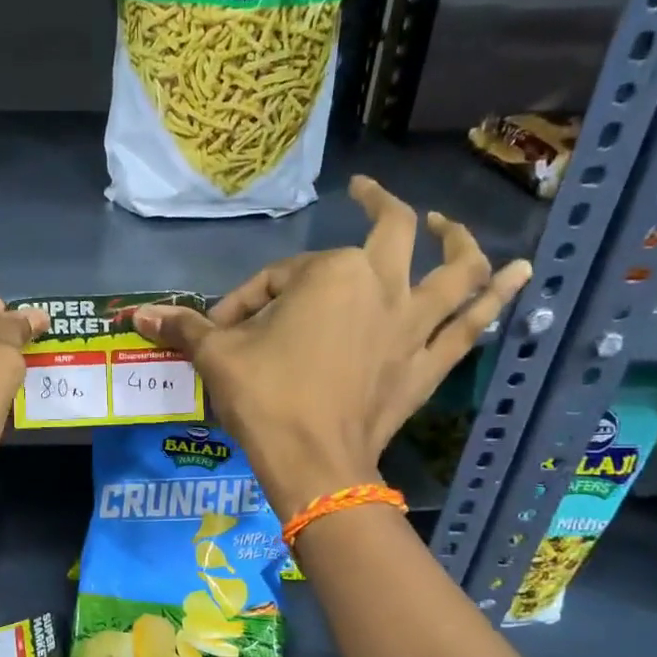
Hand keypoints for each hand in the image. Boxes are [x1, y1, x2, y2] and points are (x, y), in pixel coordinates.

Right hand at [133, 178, 531, 516]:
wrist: (313, 463)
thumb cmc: (265, 399)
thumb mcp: (218, 357)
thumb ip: (183, 327)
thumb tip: (134, 317)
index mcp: (329, 273)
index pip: (281, 275)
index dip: (248, 299)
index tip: (223, 330)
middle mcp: (381, 285)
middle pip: (390, 233)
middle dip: (380, 205)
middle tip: (368, 193)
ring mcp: (412, 324)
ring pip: (453, 270)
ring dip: (459, 242)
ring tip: (454, 225)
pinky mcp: (429, 363)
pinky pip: (471, 324)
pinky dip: (499, 298)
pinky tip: (523, 275)